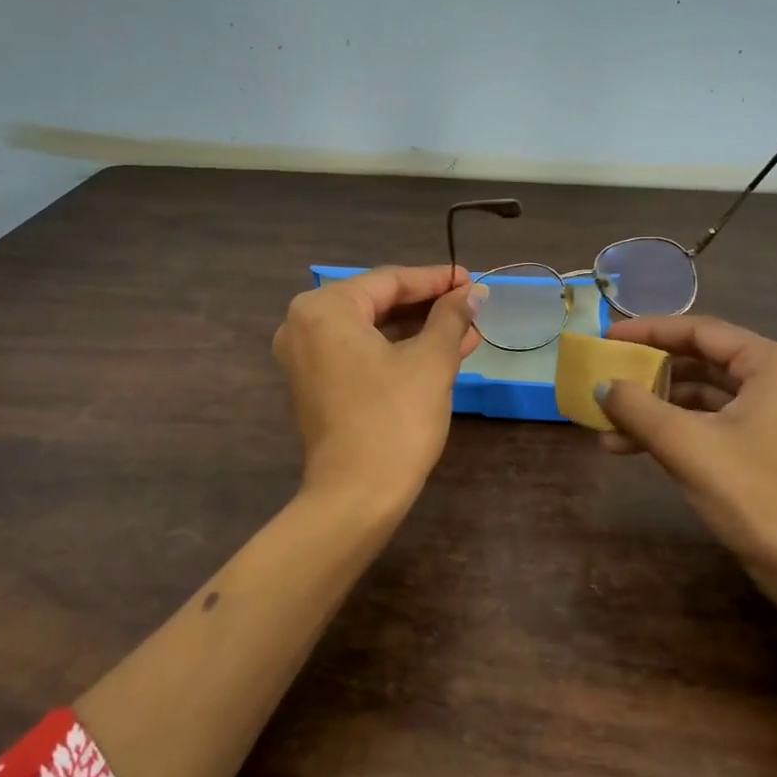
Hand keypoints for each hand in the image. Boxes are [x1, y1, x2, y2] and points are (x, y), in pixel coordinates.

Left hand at [273, 265, 485, 514]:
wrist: (355, 496)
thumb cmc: (394, 419)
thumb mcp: (431, 361)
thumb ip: (451, 317)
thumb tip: (473, 292)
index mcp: (324, 308)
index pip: (389, 281)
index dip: (436, 279)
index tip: (472, 280)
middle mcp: (304, 325)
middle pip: (378, 303)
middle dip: (429, 307)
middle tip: (472, 306)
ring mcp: (305, 357)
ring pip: (372, 330)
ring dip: (418, 330)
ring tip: (467, 332)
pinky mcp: (315, 384)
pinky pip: (360, 353)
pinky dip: (397, 351)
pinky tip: (440, 353)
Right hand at [594, 316, 776, 601]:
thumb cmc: (755, 495)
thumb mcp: (686, 445)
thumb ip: (637, 407)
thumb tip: (602, 385)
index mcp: (773, 365)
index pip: (701, 331)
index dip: (649, 331)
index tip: (609, 336)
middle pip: (703, 361)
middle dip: (651, 373)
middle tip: (608, 374)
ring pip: (706, 395)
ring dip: (658, 406)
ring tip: (610, 422)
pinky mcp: (771, 447)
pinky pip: (715, 422)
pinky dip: (677, 429)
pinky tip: (634, 446)